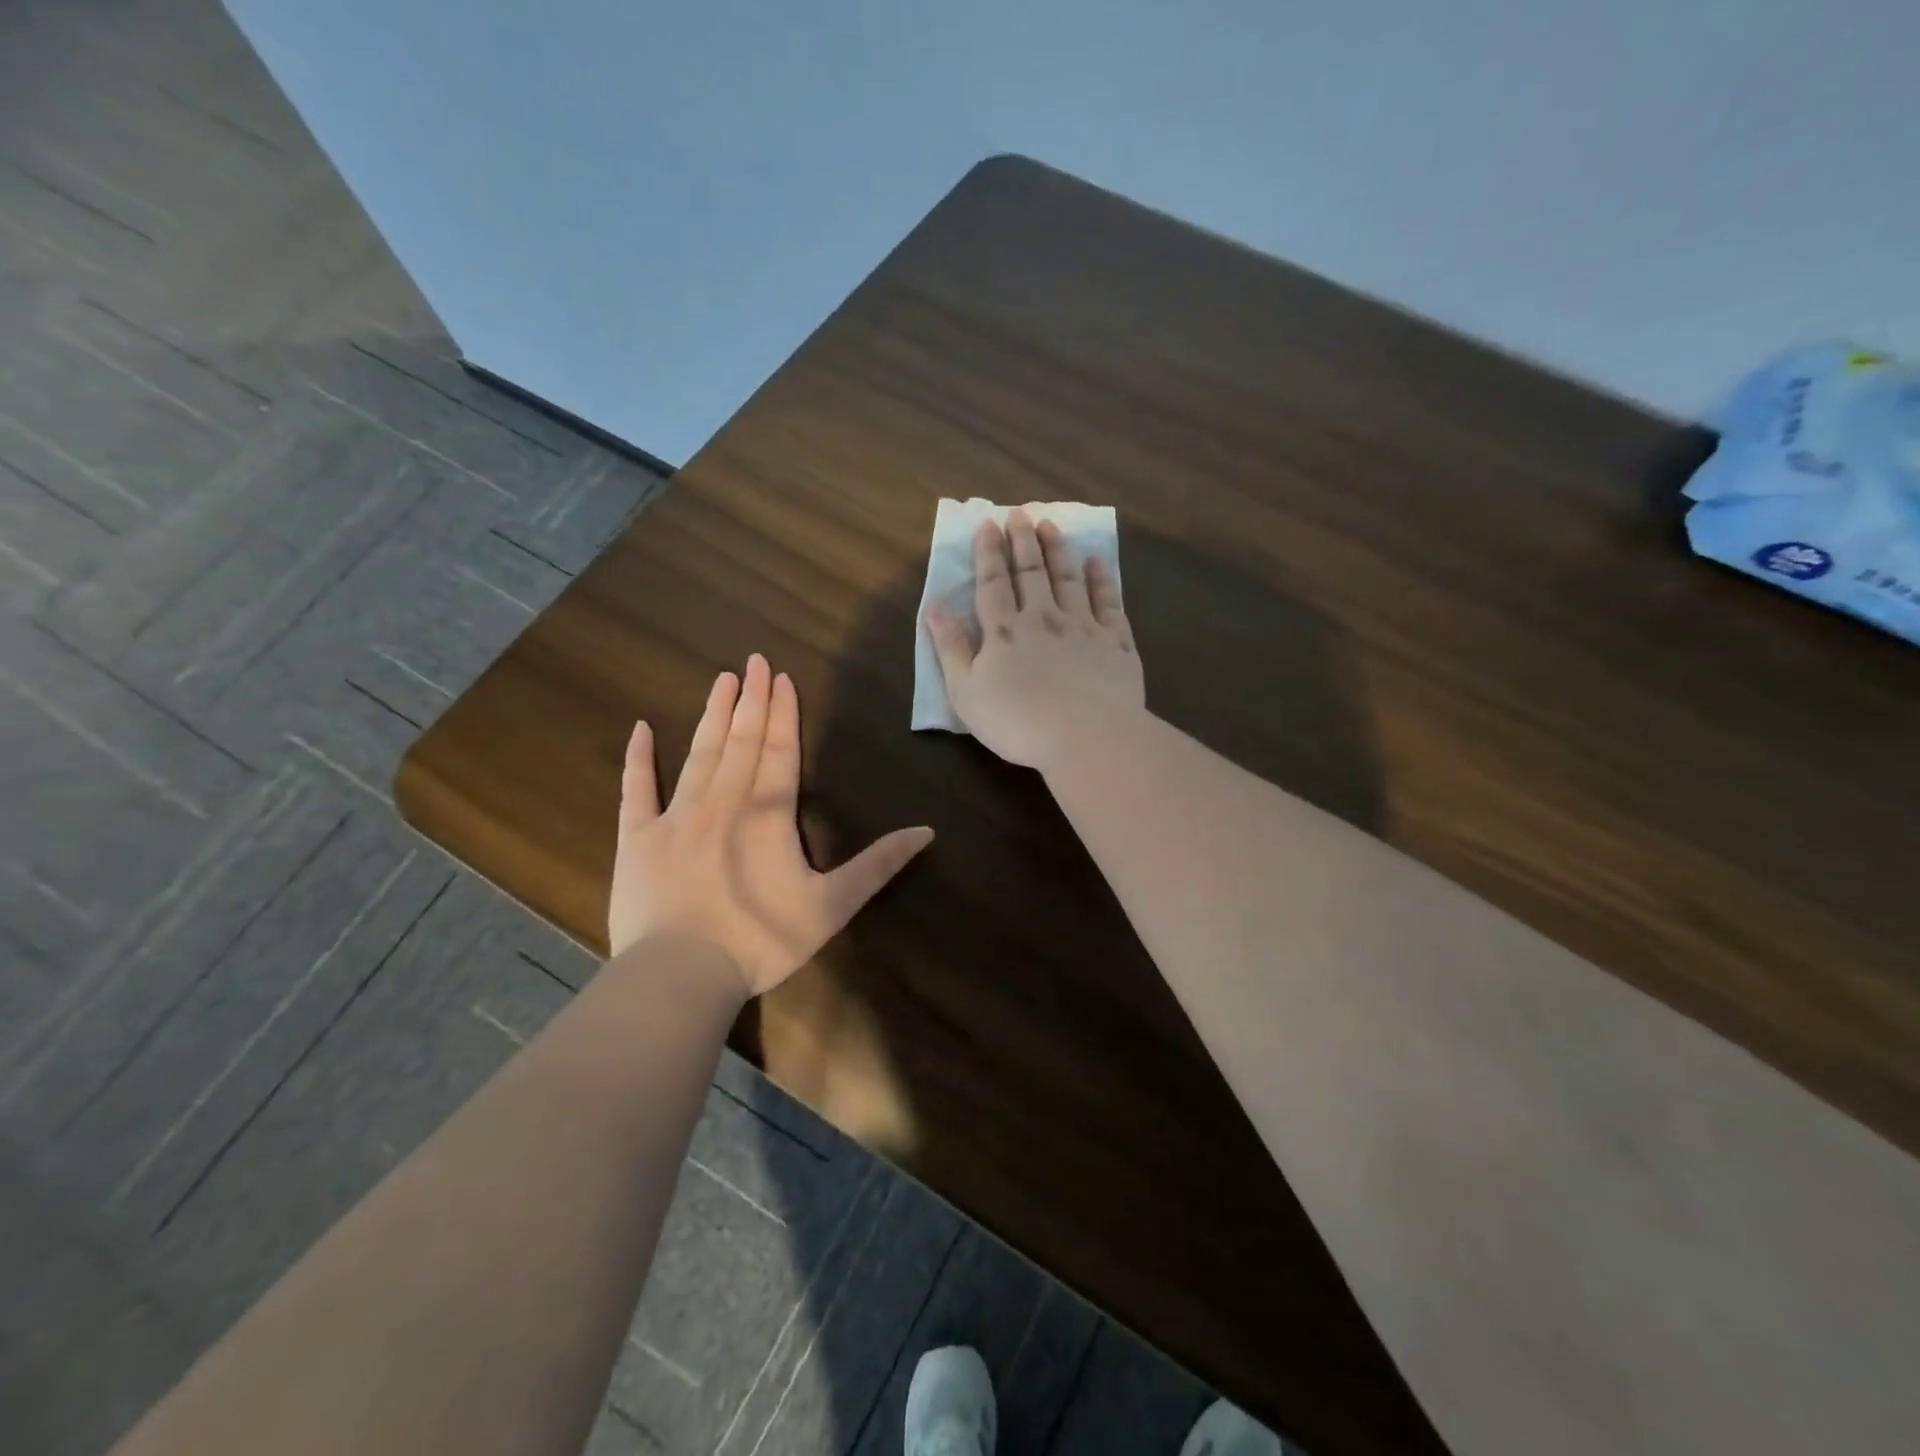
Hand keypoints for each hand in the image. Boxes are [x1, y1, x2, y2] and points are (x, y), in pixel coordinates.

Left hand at [609, 654, 933, 996]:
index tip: (781, 677)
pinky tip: (640, 728)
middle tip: (753, 661)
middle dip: (750, 699)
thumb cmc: (761, 939)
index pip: (779, 750)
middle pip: (741, 740)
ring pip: (698, 753)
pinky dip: (638, 758)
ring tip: (721, 680)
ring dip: (712, 715)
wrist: (681, 973)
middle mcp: (723, 801)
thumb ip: (878, 865)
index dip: (782, 713)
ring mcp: (676, 815)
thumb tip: (927, 831)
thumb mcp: (832, 906)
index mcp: (768, 813)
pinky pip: (636, 789)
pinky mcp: (637, 837)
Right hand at [924, 508, 1144, 770]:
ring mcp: (1083, 626)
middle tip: (1019, 513)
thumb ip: (949, 647)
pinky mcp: (1115, 642)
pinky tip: (1096, 562)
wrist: (1087, 737)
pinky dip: (1101, 579)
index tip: (988, 523)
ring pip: (1068, 578)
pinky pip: (1107, 601)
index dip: (989, 552)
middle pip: (1031, 572)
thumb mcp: (966, 692)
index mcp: (1004, 631)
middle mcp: (1043, 618)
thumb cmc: (1017, 722)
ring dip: (1057, 550)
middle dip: (1023, 541)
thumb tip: (933, 606)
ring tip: (1050, 525)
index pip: (993, 582)